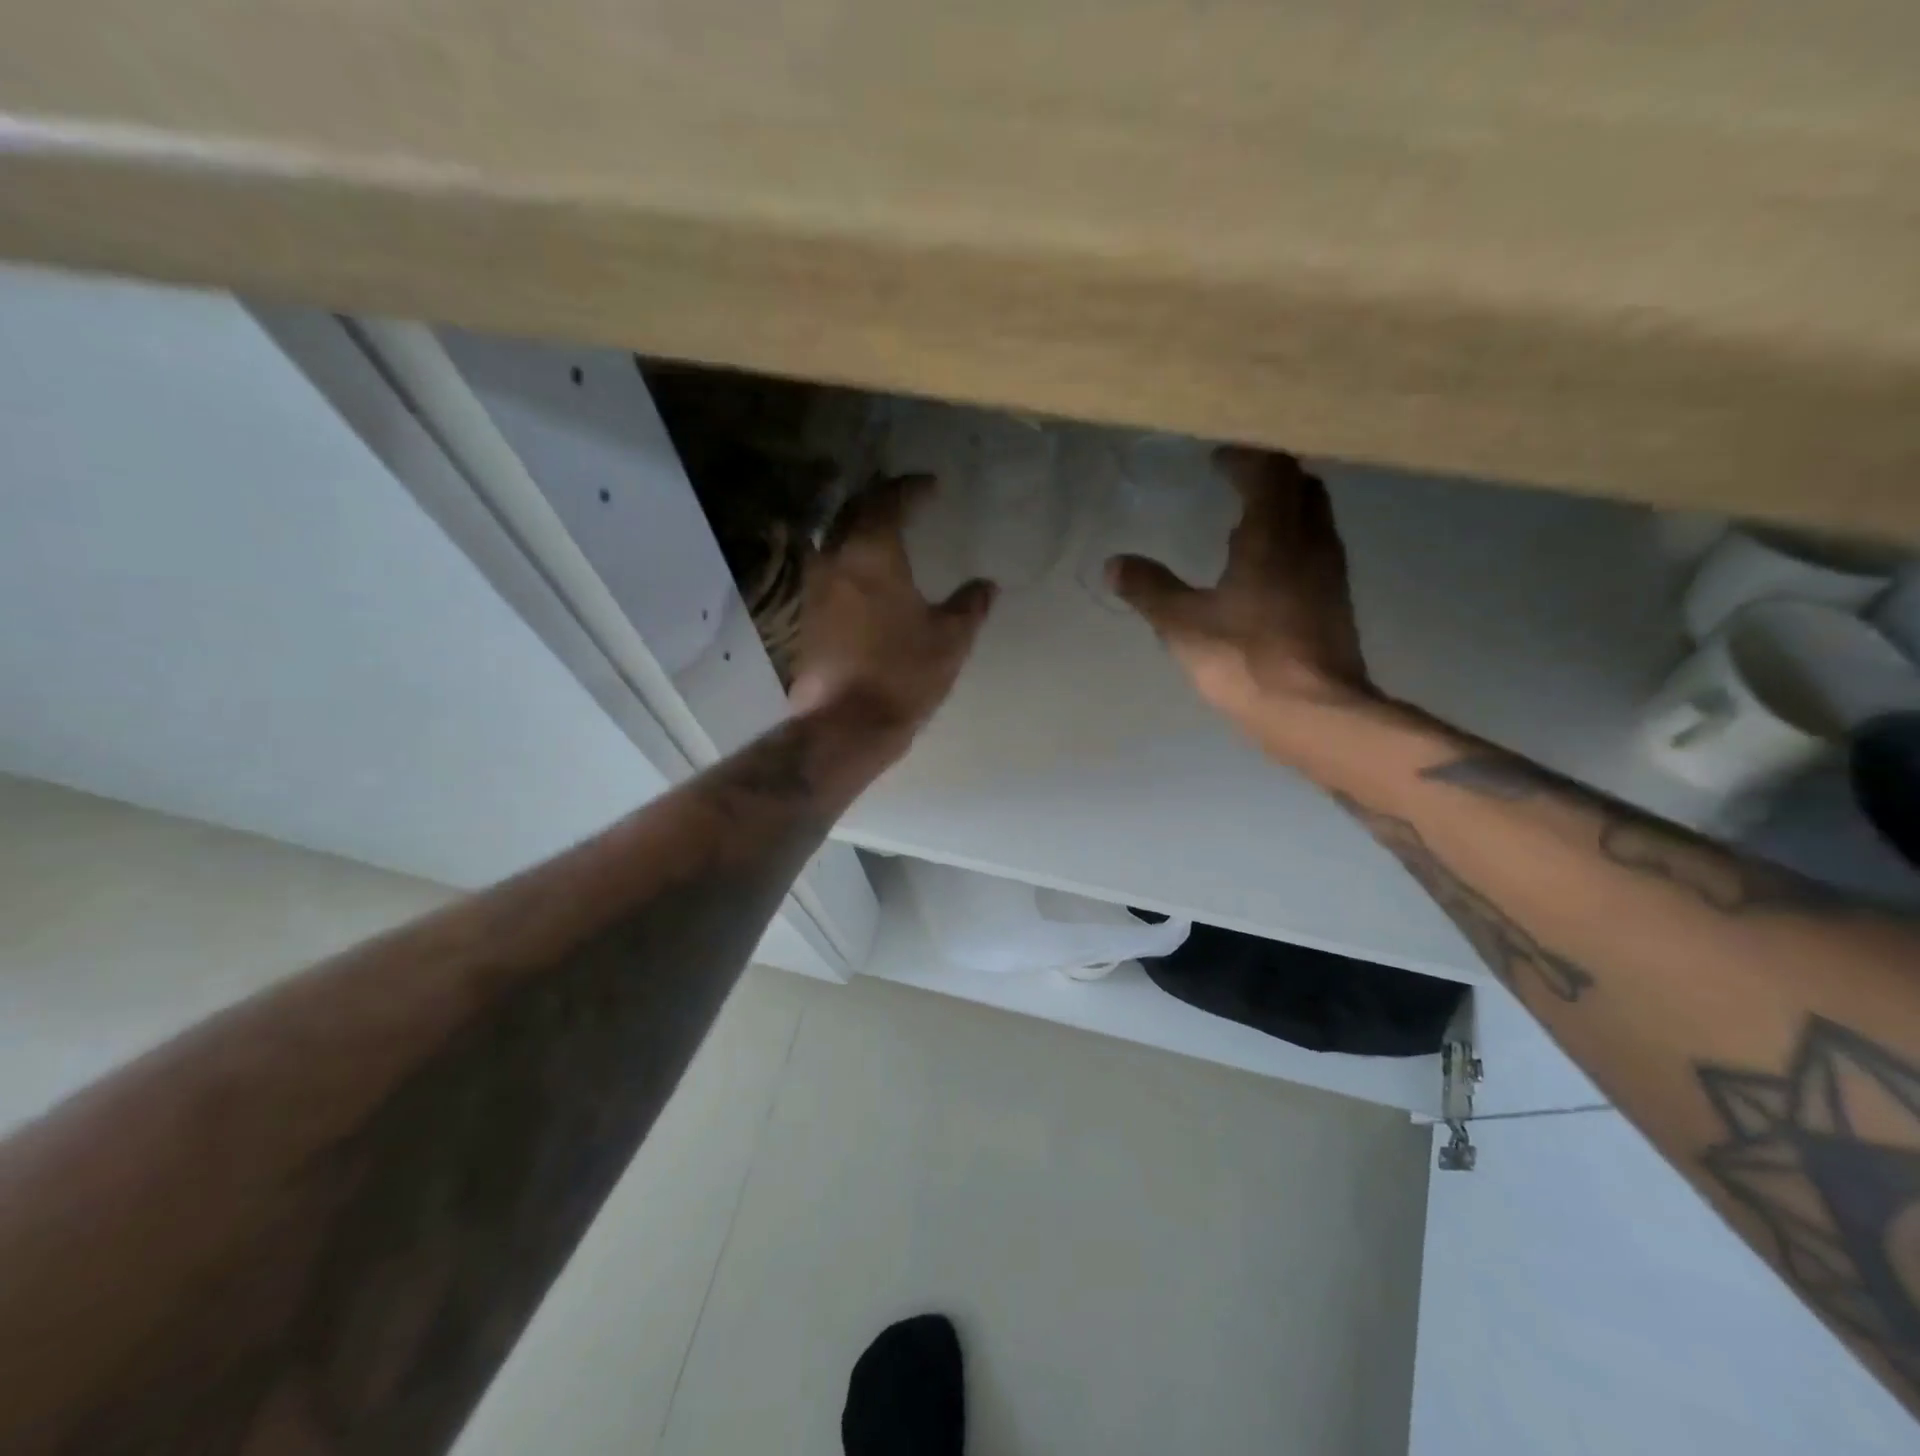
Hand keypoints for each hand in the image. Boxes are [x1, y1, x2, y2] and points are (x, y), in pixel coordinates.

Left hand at [789, 474, 996, 734]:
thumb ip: (969, 606)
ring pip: (833, 536)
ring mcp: (814, 586)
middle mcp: (836, 559)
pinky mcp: (807, 614)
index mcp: (872, 553)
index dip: (911, 489)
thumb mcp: (950, 640)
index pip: (890, 501)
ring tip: (882, 527)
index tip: (931, 486)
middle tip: (904, 496)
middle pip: (852, 510)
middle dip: (878, 497)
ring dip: (857, 523)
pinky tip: (863, 571)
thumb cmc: (902, 674)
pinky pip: (827, 566)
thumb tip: (986, 586)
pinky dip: (847, 554)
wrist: (845, 723)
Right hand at [1107, 448, 1375, 742]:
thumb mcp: (1183, 624)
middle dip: (1269, 476)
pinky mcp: (1335, 601)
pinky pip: (1315, 549)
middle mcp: (1311, 541)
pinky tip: (1265, 569)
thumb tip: (1114, 564)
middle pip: (1300, 486)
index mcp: (1274, 534)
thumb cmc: (1245, 659)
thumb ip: (1149, 589)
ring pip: (1313, 517)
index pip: (1269, 470)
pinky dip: (1291, 541)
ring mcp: (1330, 571)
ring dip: (1284, 508)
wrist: (1313, 712)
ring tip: (1246, 522)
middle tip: (1236, 481)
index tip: (1217, 459)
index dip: (1244, 458)